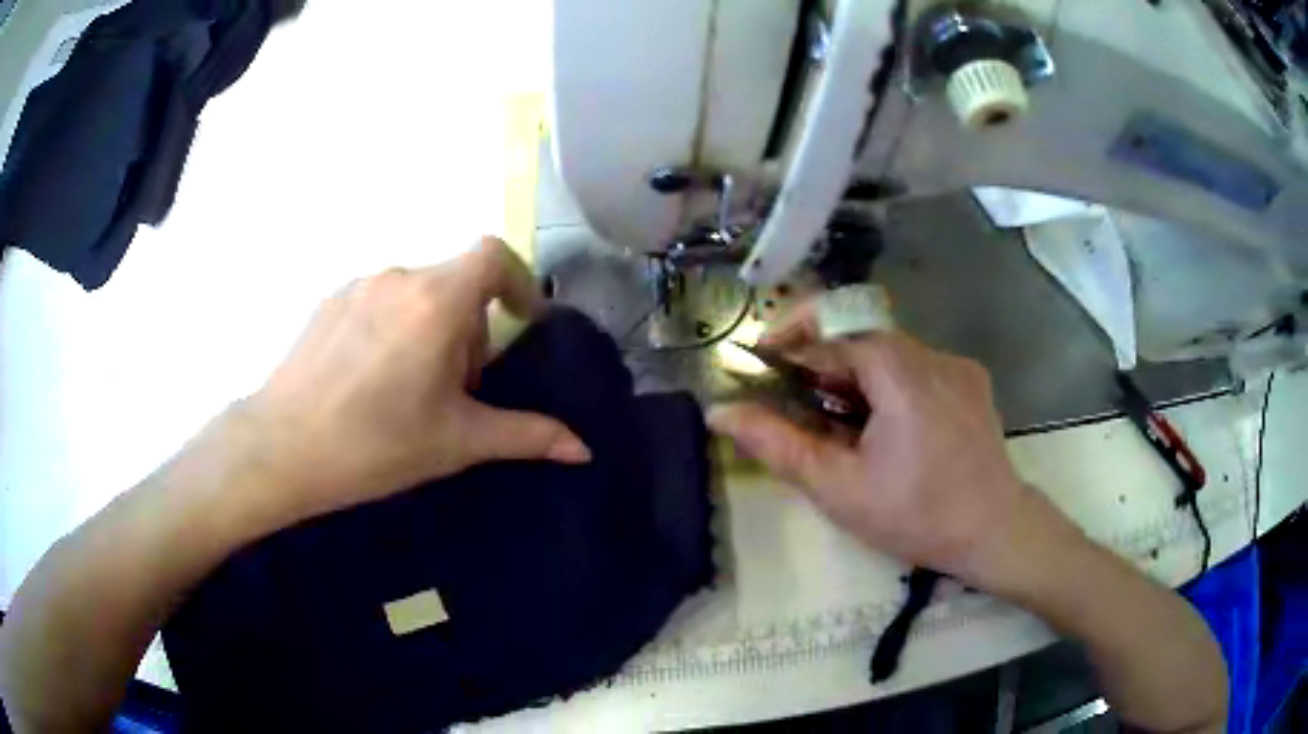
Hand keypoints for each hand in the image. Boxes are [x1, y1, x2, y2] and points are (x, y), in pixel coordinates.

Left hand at [232, 237, 590, 526]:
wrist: (281, 447)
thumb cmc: (376, 443)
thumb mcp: (457, 441)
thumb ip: (526, 435)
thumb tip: (583, 449)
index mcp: (436, 302)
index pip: (493, 255)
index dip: (517, 280)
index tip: (522, 321)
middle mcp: (399, 279)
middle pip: (455, 283)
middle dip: (470, 328)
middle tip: (457, 387)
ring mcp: (358, 287)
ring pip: (416, 293)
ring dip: (431, 328)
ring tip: (411, 387)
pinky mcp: (328, 302)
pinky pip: (379, 301)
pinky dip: (394, 327)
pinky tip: (371, 379)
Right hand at [708, 300, 1050, 588]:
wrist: (994, 532)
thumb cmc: (915, 515)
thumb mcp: (838, 486)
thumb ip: (776, 444)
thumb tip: (721, 412)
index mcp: (898, 372)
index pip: (831, 330)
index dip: (789, 340)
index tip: (760, 358)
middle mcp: (930, 353)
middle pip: (860, 335)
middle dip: (822, 360)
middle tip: (800, 402)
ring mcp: (956, 364)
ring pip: (889, 350)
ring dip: (856, 374)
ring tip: (845, 423)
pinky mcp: (971, 379)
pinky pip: (918, 365)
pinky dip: (890, 383)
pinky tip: (891, 428)